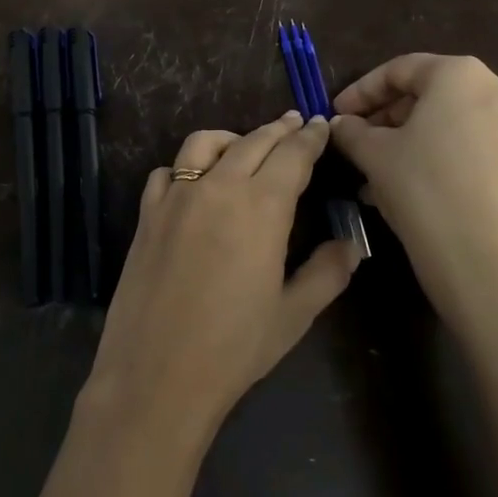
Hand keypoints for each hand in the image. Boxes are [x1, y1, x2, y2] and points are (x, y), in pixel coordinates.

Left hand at [84, 112, 363, 443]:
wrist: (157, 373)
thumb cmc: (234, 347)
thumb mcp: (294, 314)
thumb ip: (327, 272)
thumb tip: (351, 244)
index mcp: (261, 207)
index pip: (292, 156)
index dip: (310, 138)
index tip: (321, 125)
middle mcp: (218, 188)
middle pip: (252, 142)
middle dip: (278, 129)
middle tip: (295, 123)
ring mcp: (176, 197)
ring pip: (204, 144)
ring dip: (232, 138)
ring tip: (245, 146)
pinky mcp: (147, 214)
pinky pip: (167, 173)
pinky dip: (186, 167)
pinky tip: (194, 183)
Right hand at [330, 54, 497, 325]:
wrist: (489, 263)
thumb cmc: (424, 189)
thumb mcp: (374, 155)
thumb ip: (352, 131)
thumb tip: (341, 124)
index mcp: (461, 75)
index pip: (400, 70)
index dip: (360, 91)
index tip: (335, 114)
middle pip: (429, 94)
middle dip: (386, 118)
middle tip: (354, 142)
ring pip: (448, 125)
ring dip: (407, 142)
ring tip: (373, 172)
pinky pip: (469, 149)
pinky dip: (435, 158)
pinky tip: (406, 189)